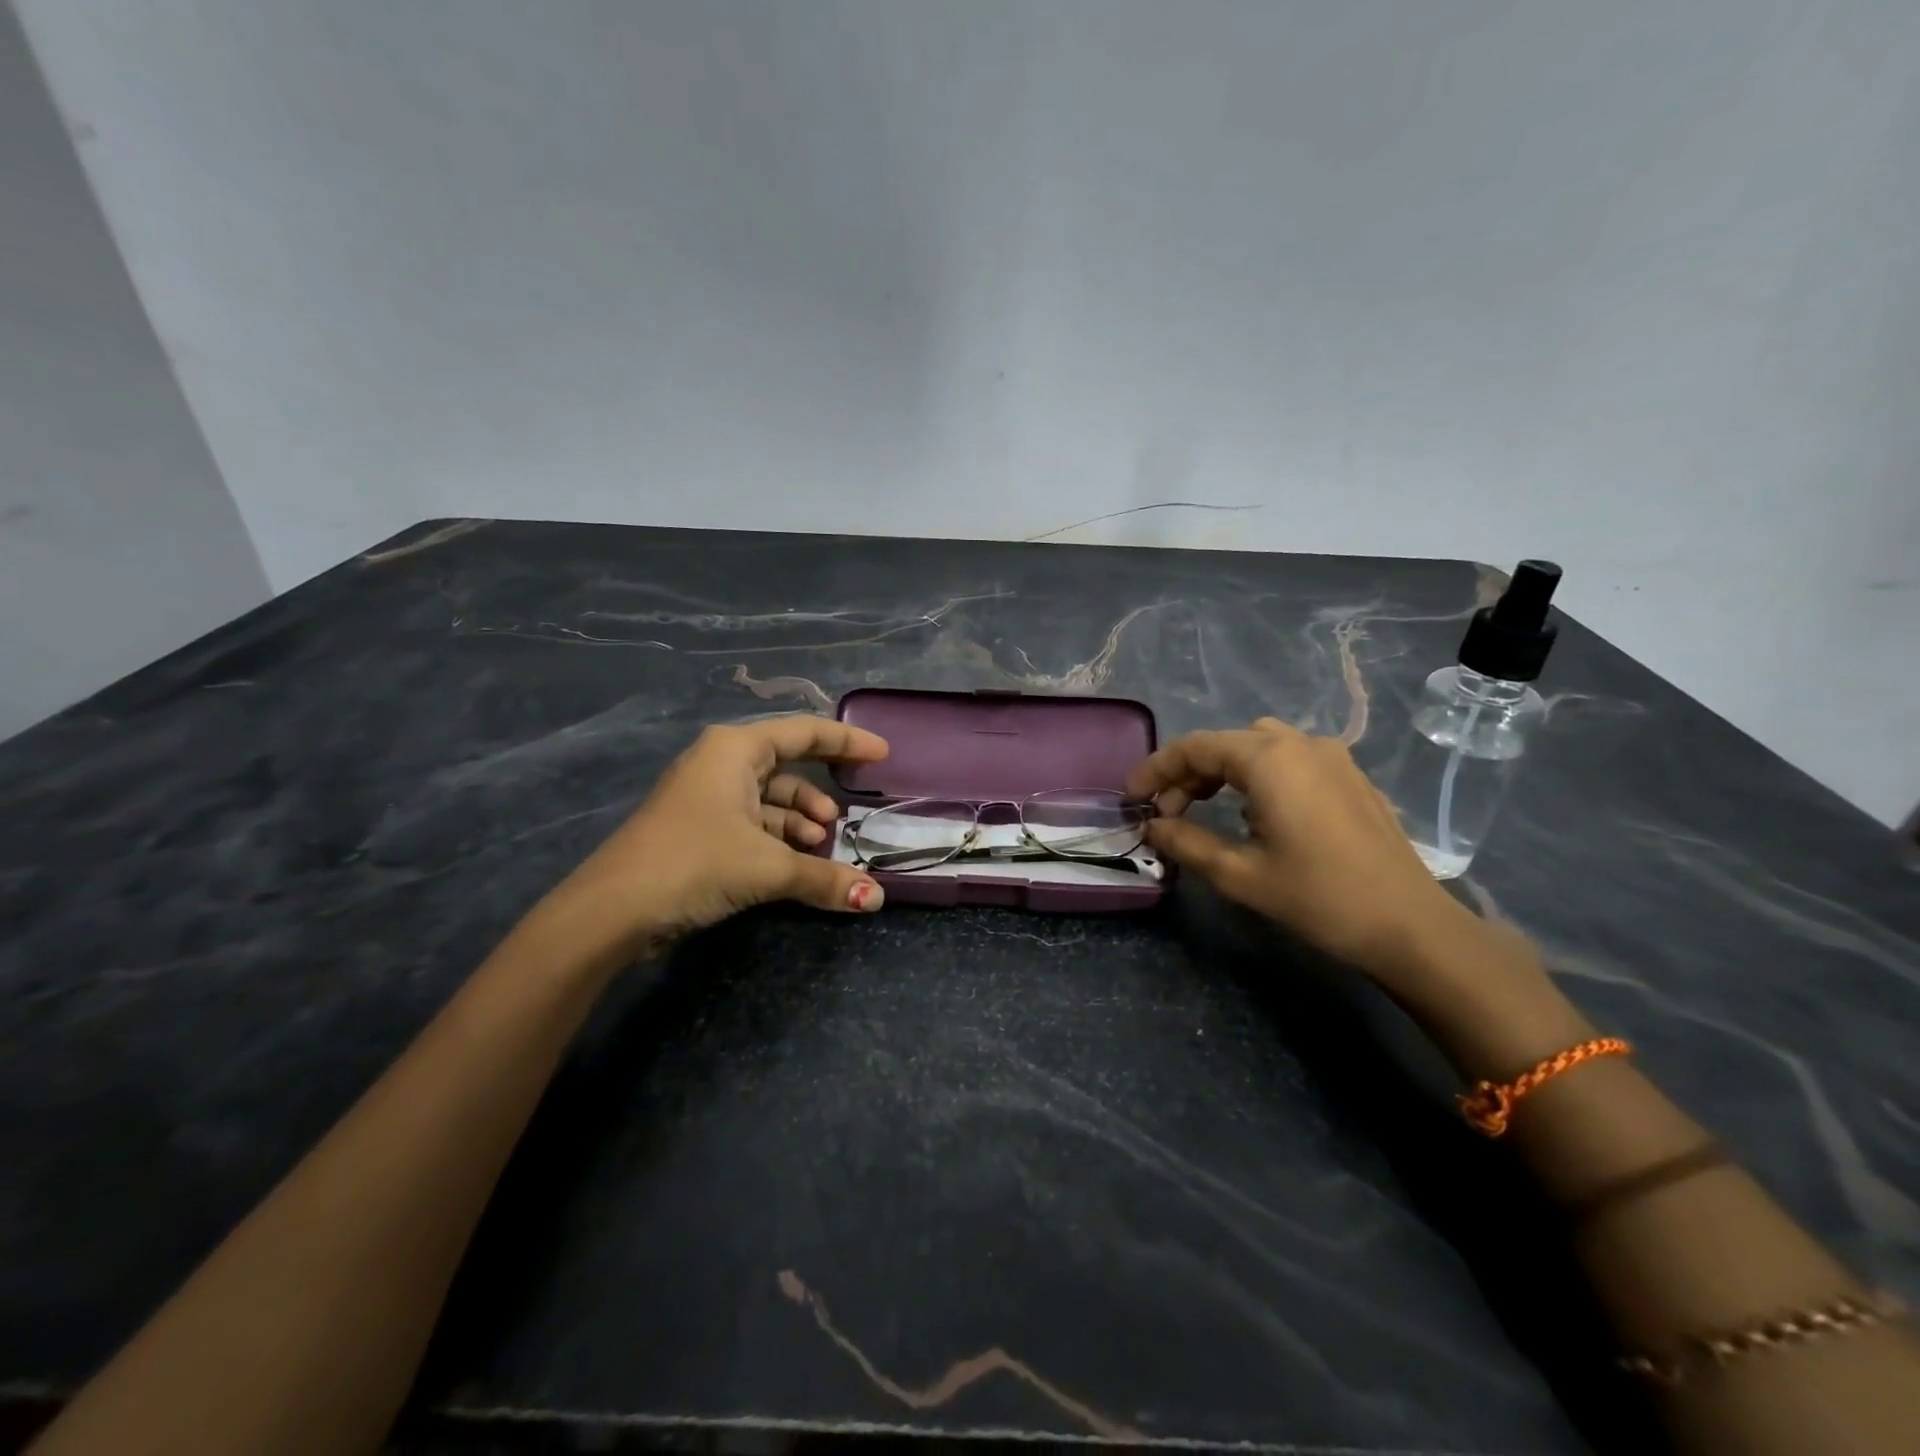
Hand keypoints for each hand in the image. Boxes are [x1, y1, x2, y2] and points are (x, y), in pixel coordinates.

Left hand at [541, 717, 887, 957]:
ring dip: (800, 822)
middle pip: (788, 765)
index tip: (882, 755)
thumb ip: (825, 878)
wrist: (612, 910)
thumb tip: (876, 899)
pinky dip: (779, 839)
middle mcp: (721, 763)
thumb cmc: (694, 862)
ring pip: (770, 799)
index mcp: (735, 749)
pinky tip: (796, 864)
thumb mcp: (767, 867)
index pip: (805, 732)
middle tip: (849, 815)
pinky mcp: (700, 828)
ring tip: (821, 846)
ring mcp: (707, 796)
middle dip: (820, 790)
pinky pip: (753, 821)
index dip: (847, 742)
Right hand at [1127, 717, 1495, 981]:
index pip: (1195, 747)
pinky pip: (1288, 759)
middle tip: (1166, 814)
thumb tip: (1152, 826)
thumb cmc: (1319, 898)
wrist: (1411, 927)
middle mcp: (1300, 743)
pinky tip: (1254, 814)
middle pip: (1225, 742)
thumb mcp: (1240, 875)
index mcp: (1270, 759)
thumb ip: (1187, 842)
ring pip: (1257, 745)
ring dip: (1221, 772)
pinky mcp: (1350, 776)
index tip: (1132, 798)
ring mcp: (1332, 756)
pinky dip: (1256, 776)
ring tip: (1204, 810)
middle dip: (1187, 774)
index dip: (1156, 769)